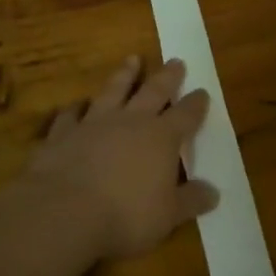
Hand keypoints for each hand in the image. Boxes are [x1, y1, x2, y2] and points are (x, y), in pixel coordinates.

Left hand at [26, 56, 216, 259]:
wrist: (62, 212)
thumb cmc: (125, 215)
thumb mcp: (168, 215)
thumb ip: (191, 201)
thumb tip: (214, 193)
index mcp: (162, 138)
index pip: (186, 115)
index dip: (196, 104)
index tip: (202, 92)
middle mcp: (131, 121)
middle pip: (153, 91)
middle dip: (167, 77)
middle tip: (175, 61)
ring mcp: (94, 124)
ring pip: (113, 91)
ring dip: (124, 75)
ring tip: (132, 59)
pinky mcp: (62, 134)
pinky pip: (70, 115)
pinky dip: (74, 108)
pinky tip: (75, 105)